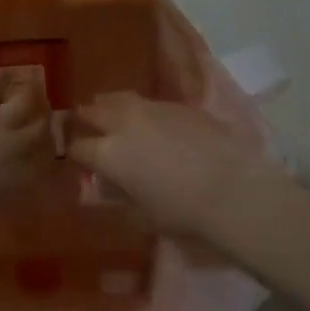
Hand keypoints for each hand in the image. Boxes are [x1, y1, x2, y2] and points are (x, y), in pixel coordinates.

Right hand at [67, 92, 276, 241]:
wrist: (233, 191)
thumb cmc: (182, 212)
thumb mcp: (141, 212)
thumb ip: (118, 194)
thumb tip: (106, 185)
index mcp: (107, 153)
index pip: (78, 148)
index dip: (76, 155)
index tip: (81, 163)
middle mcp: (123, 123)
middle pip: (92, 111)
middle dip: (86, 120)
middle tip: (88, 129)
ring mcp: (152, 109)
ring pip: (119, 98)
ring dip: (110, 106)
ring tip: (113, 114)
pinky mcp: (179, 105)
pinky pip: (149, 102)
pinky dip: (142, 109)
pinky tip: (151, 121)